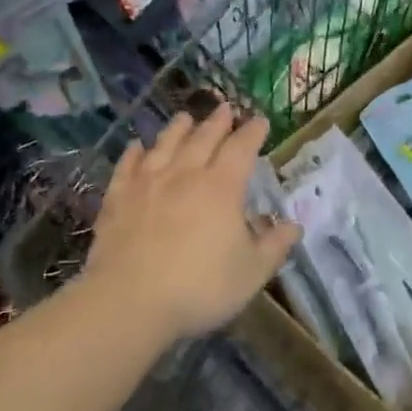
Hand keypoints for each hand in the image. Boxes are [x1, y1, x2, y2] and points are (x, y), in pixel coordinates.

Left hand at [83, 107, 301, 342]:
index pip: (242, 148)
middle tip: (225, 108)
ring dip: (178, 128)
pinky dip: (134, 152)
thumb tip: (294, 226)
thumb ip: (275, 246)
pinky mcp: (117, 198)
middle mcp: (186, 174)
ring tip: (185, 117)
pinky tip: (136, 146)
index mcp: (222, 187)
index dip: (253, 132)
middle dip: (218, 121)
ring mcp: (148, 183)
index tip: (261, 121)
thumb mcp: (252, 273)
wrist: (129, 302)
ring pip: (165, 144)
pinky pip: (127, 166)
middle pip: (204, 138)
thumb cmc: (200, 287)